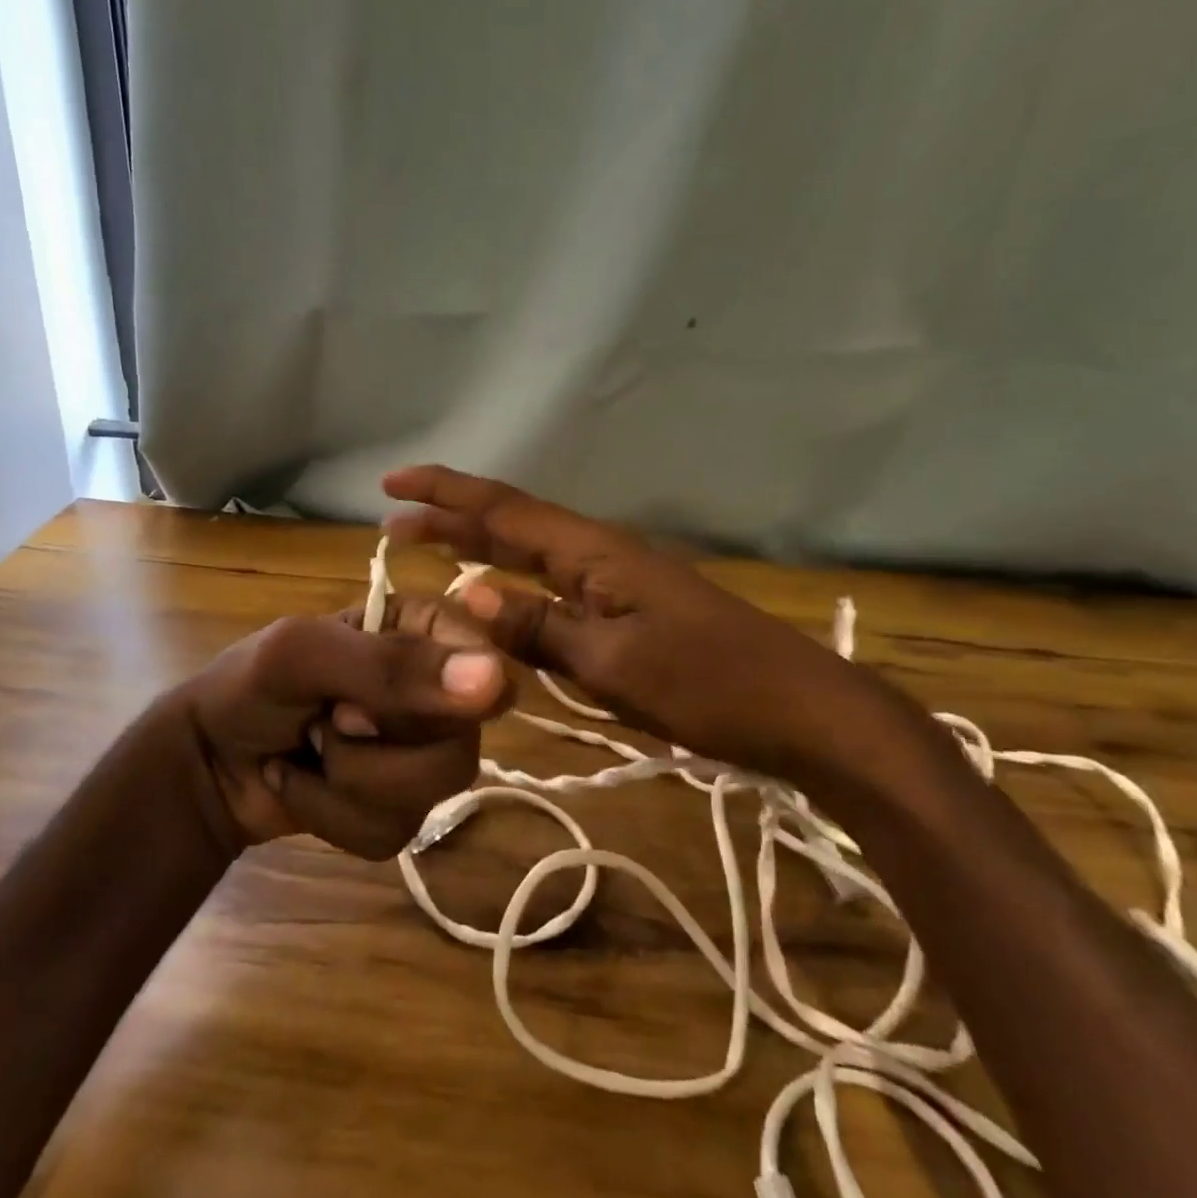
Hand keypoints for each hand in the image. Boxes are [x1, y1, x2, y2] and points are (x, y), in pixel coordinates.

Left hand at [178, 596, 512, 858]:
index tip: (367, 702)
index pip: (486, 662)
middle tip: (326, 721)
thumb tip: (497, 682)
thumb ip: (393, 666)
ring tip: (309, 752)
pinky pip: (394, 833)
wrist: (205, 763)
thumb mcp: (304, 656)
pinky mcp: (398, 810)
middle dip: (376, 748)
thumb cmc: (249, 685)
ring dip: (348, 783)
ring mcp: (420, 755)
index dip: (441, 695)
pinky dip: (332, 818)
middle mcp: (435, 692)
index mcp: (422, 631)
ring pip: (431, 796)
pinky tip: (302, 786)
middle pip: (463, 744)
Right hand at [382, 465, 890, 785]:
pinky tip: (501, 598)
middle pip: (513, 524)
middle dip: (452, 517)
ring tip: (432, 546)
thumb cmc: (710, 686)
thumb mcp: (615, 663)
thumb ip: (540, 627)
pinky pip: (554, 585)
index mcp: (594, 554)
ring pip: (532, 554)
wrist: (804, 713)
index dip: (445, 493)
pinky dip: (514, 583)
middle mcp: (601, 555)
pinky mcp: (630, 612)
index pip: (505, 509)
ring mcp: (618, 583)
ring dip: (480, 546)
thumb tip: (467, 592)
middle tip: (394, 523)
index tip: (391, 484)